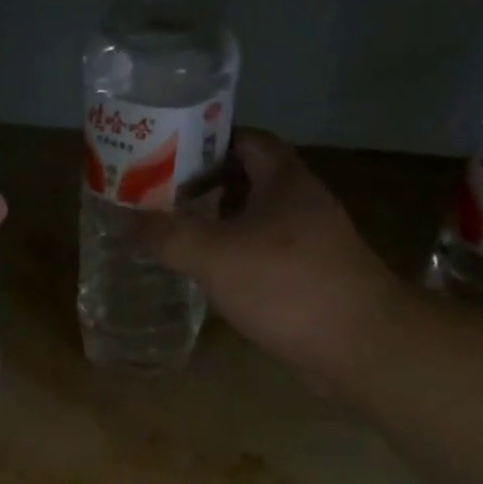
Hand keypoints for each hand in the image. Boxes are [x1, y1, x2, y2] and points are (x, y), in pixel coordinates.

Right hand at [132, 130, 400, 396]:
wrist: (358, 345)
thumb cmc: (287, 285)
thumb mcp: (215, 255)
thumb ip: (167, 235)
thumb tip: (125, 219)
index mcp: (284, 180)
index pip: (245, 138)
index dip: (206, 139)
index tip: (164, 153)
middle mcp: (300, 203)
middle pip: (246, 180)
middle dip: (202, 186)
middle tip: (157, 197)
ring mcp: (308, 243)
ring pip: (253, 221)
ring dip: (216, 225)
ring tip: (171, 234)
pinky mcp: (307, 279)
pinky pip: (261, 256)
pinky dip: (232, 259)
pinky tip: (205, 276)